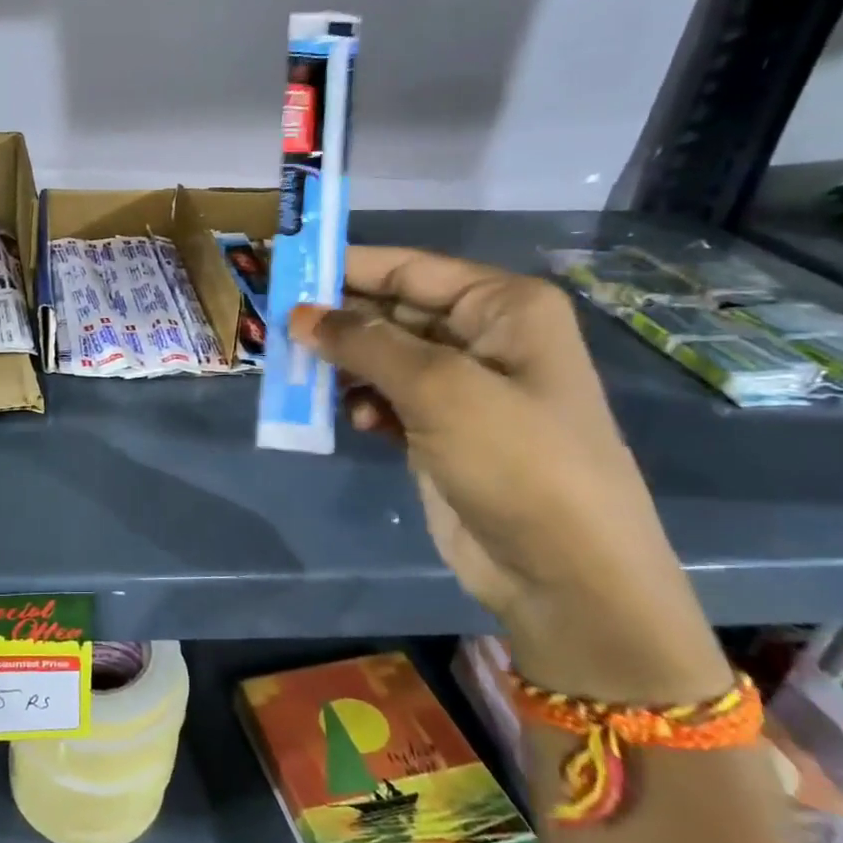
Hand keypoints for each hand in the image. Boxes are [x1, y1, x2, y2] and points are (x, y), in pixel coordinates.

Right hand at [292, 247, 731, 704]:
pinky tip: (355, 422)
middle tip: (277, 330)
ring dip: (343, 367)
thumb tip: (299, 315)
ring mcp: (462, 388)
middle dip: (338, 322)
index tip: (285, 270)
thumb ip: (364, 343)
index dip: (346, 267)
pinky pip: (385, 399)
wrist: (565, 574)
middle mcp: (484, 338)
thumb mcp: (438, 388)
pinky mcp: (441, 431)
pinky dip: (363, 404)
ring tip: (302, 379)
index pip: (409, 269)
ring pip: (381, 358)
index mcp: (502, 307)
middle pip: (390, 312)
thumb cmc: (516, 460)